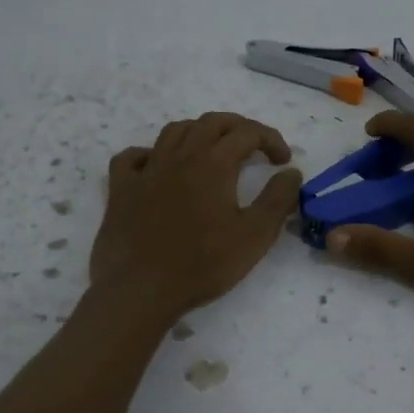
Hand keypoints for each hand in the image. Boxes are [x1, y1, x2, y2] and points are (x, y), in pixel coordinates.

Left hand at [90, 112, 302, 322]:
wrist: (142, 290)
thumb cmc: (204, 264)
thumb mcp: (255, 236)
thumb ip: (277, 200)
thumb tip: (292, 173)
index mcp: (213, 163)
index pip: (247, 133)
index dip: (270, 139)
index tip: (283, 161)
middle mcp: (179, 156)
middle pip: (211, 122)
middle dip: (238, 127)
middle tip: (254, 146)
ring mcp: (147, 170)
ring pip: (174, 131)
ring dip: (199, 132)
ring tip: (212, 150)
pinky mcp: (122, 189)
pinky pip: (132, 157)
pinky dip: (150, 154)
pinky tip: (158, 167)